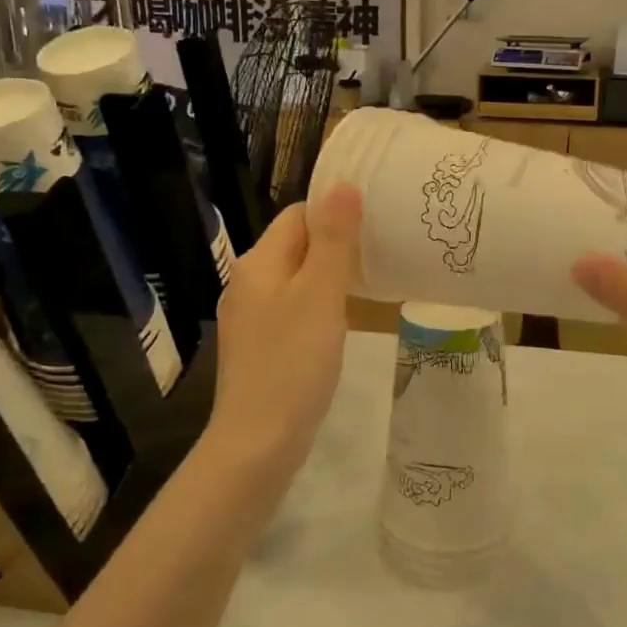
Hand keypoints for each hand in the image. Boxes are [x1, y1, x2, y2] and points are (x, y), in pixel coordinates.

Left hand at [208, 183, 362, 482]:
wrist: (258, 441)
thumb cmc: (294, 363)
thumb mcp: (320, 295)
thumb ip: (333, 240)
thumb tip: (342, 185)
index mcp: (258, 263)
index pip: (298, 215)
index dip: (335, 213)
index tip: (375, 224)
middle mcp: (246, 283)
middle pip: (294, 245)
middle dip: (334, 244)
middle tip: (380, 254)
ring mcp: (248, 318)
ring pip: (294, 280)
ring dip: (326, 277)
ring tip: (367, 285)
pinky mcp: (257, 347)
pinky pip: (290, 310)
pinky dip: (315, 306)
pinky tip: (338, 324)